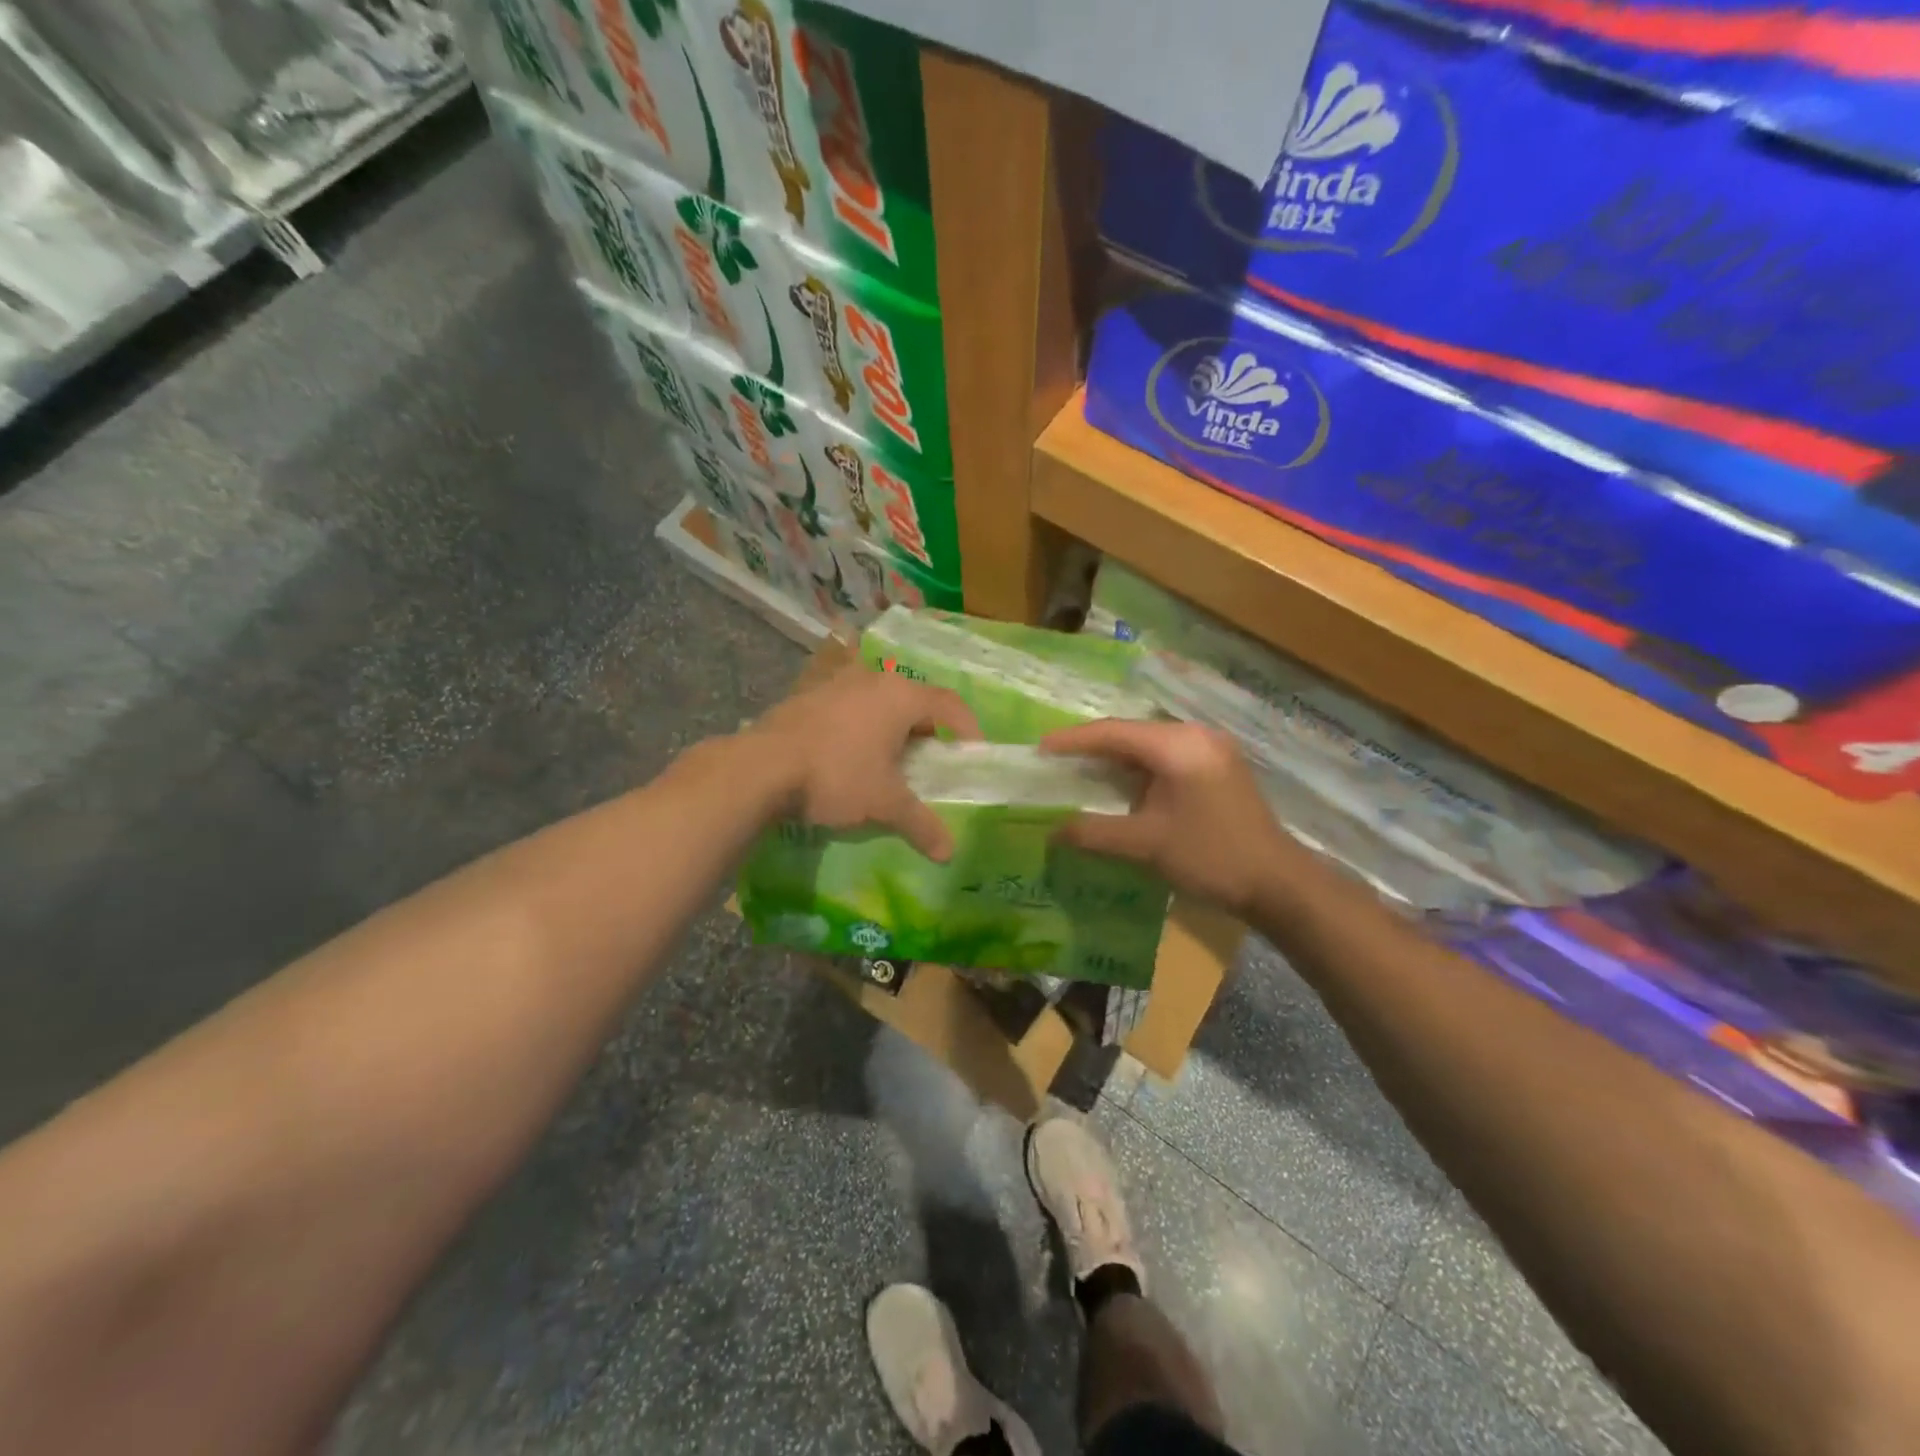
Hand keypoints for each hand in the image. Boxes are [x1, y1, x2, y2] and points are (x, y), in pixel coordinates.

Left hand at [747, 662, 980, 860]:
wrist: (761, 768)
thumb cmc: (837, 777)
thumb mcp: (884, 803)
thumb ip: (921, 824)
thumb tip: (949, 853)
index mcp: (900, 696)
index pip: (949, 704)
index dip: (968, 728)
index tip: (972, 754)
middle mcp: (872, 678)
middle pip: (914, 699)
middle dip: (927, 730)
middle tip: (930, 762)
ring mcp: (836, 683)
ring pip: (878, 700)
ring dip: (891, 726)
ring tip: (889, 760)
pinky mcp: (808, 694)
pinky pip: (849, 705)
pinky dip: (860, 725)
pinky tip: (849, 753)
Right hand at [1042, 718, 1305, 916]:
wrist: (1278, 883)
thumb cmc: (1210, 857)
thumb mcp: (1146, 845)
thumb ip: (1095, 833)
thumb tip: (1052, 831)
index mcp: (1177, 746)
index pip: (1113, 733)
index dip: (1073, 740)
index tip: (1040, 748)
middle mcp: (1195, 736)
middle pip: (1131, 732)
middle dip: (1092, 747)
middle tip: (1056, 760)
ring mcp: (1211, 749)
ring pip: (1150, 744)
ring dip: (1116, 758)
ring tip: (1081, 771)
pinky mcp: (1219, 766)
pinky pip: (1167, 756)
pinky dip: (1139, 768)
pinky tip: (1121, 784)